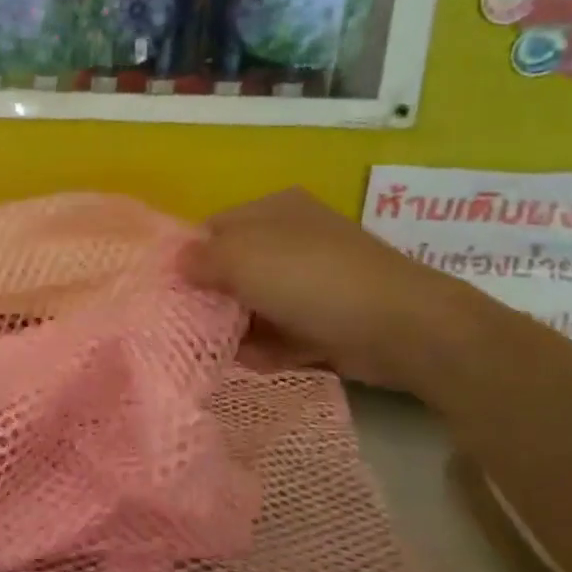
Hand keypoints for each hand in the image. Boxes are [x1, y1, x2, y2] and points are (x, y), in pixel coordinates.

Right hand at [180, 188, 485, 388]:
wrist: (399, 327)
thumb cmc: (310, 279)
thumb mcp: (240, 258)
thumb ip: (199, 259)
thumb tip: (177, 264)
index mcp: (273, 209)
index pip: (214, 229)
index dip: (191, 259)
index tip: (173, 292)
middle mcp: (293, 239)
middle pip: (235, 270)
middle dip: (214, 299)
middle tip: (192, 326)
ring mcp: (314, 280)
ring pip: (258, 305)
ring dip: (238, 330)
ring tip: (221, 351)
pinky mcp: (329, 319)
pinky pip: (284, 333)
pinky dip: (268, 348)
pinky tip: (255, 362)